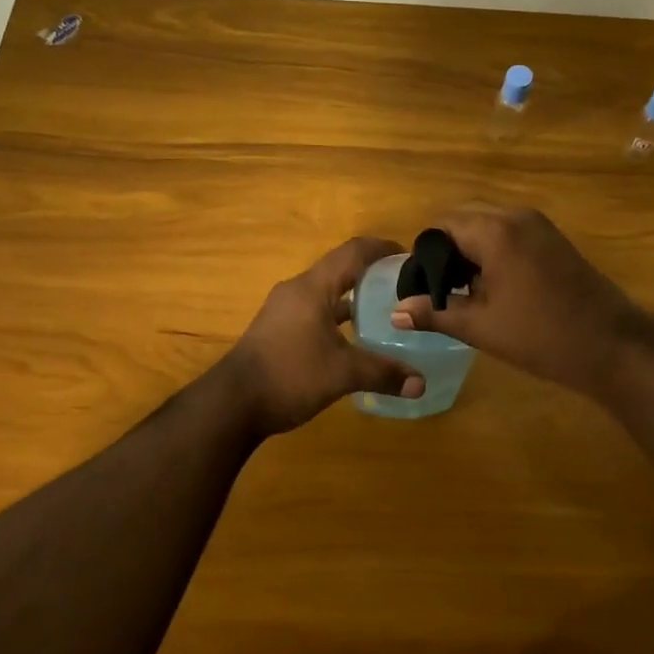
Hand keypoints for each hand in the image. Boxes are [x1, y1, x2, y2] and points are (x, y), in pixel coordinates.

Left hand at [223, 236, 424, 436]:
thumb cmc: (290, 375)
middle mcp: (297, 290)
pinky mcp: (278, 329)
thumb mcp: (342, 374)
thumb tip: (421, 383)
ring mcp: (285, 309)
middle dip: (373, 274)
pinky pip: (316, 310)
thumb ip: (383, 373)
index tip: (411, 258)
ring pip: (327, 292)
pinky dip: (338, 316)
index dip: (383, 249)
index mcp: (313, 287)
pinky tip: (356, 337)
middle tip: (405, 287)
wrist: (233, 403)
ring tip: (387, 311)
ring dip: (355, 297)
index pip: (353, 252)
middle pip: (341, 269)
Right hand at [391, 205, 644, 397]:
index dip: (425, 255)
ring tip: (466, 294)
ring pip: (488, 226)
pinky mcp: (554, 239)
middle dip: (447, 251)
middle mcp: (515, 216)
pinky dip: (494, 252)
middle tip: (442, 292)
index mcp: (494, 230)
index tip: (422, 288)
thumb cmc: (542, 336)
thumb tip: (396, 313)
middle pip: (464, 220)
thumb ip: (435, 313)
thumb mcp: (481, 327)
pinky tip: (494, 289)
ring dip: (471, 252)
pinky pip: (510, 234)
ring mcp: (539, 225)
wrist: (614, 346)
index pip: (441, 226)